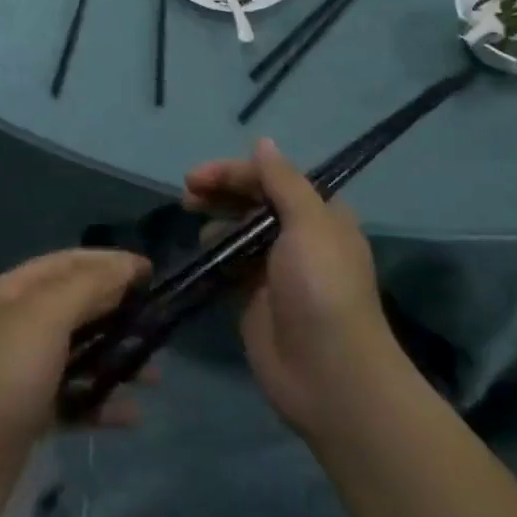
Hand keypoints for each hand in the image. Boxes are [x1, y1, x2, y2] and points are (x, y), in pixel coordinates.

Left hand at [0, 249, 151, 516]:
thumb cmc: (3, 374)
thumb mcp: (46, 316)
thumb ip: (88, 287)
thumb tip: (125, 267)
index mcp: (17, 291)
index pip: (70, 262)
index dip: (110, 263)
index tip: (152, 273)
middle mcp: (19, 323)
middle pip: (77, 307)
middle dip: (118, 312)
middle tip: (159, 325)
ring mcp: (23, 370)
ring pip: (79, 354)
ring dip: (116, 360)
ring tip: (154, 375)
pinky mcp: (29, 414)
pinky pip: (74, 398)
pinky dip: (101, 402)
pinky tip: (130, 415)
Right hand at [184, 138, 402, 437]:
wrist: (329, 374)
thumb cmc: (322, 288)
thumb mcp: (309, 224)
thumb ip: (283, 182)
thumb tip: (263, 141)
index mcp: (319, 215)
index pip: (271, 179)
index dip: (234, 172)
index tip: (197, 177)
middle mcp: (297, 237)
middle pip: (252, 201)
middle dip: (220, 191)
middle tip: (186, 194)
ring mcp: (273, 269)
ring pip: (237, 230)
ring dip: (214, 218)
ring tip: (190, 216)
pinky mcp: (253, 298)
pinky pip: (228, 264)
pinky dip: (211, 252)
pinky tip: (196, 250)